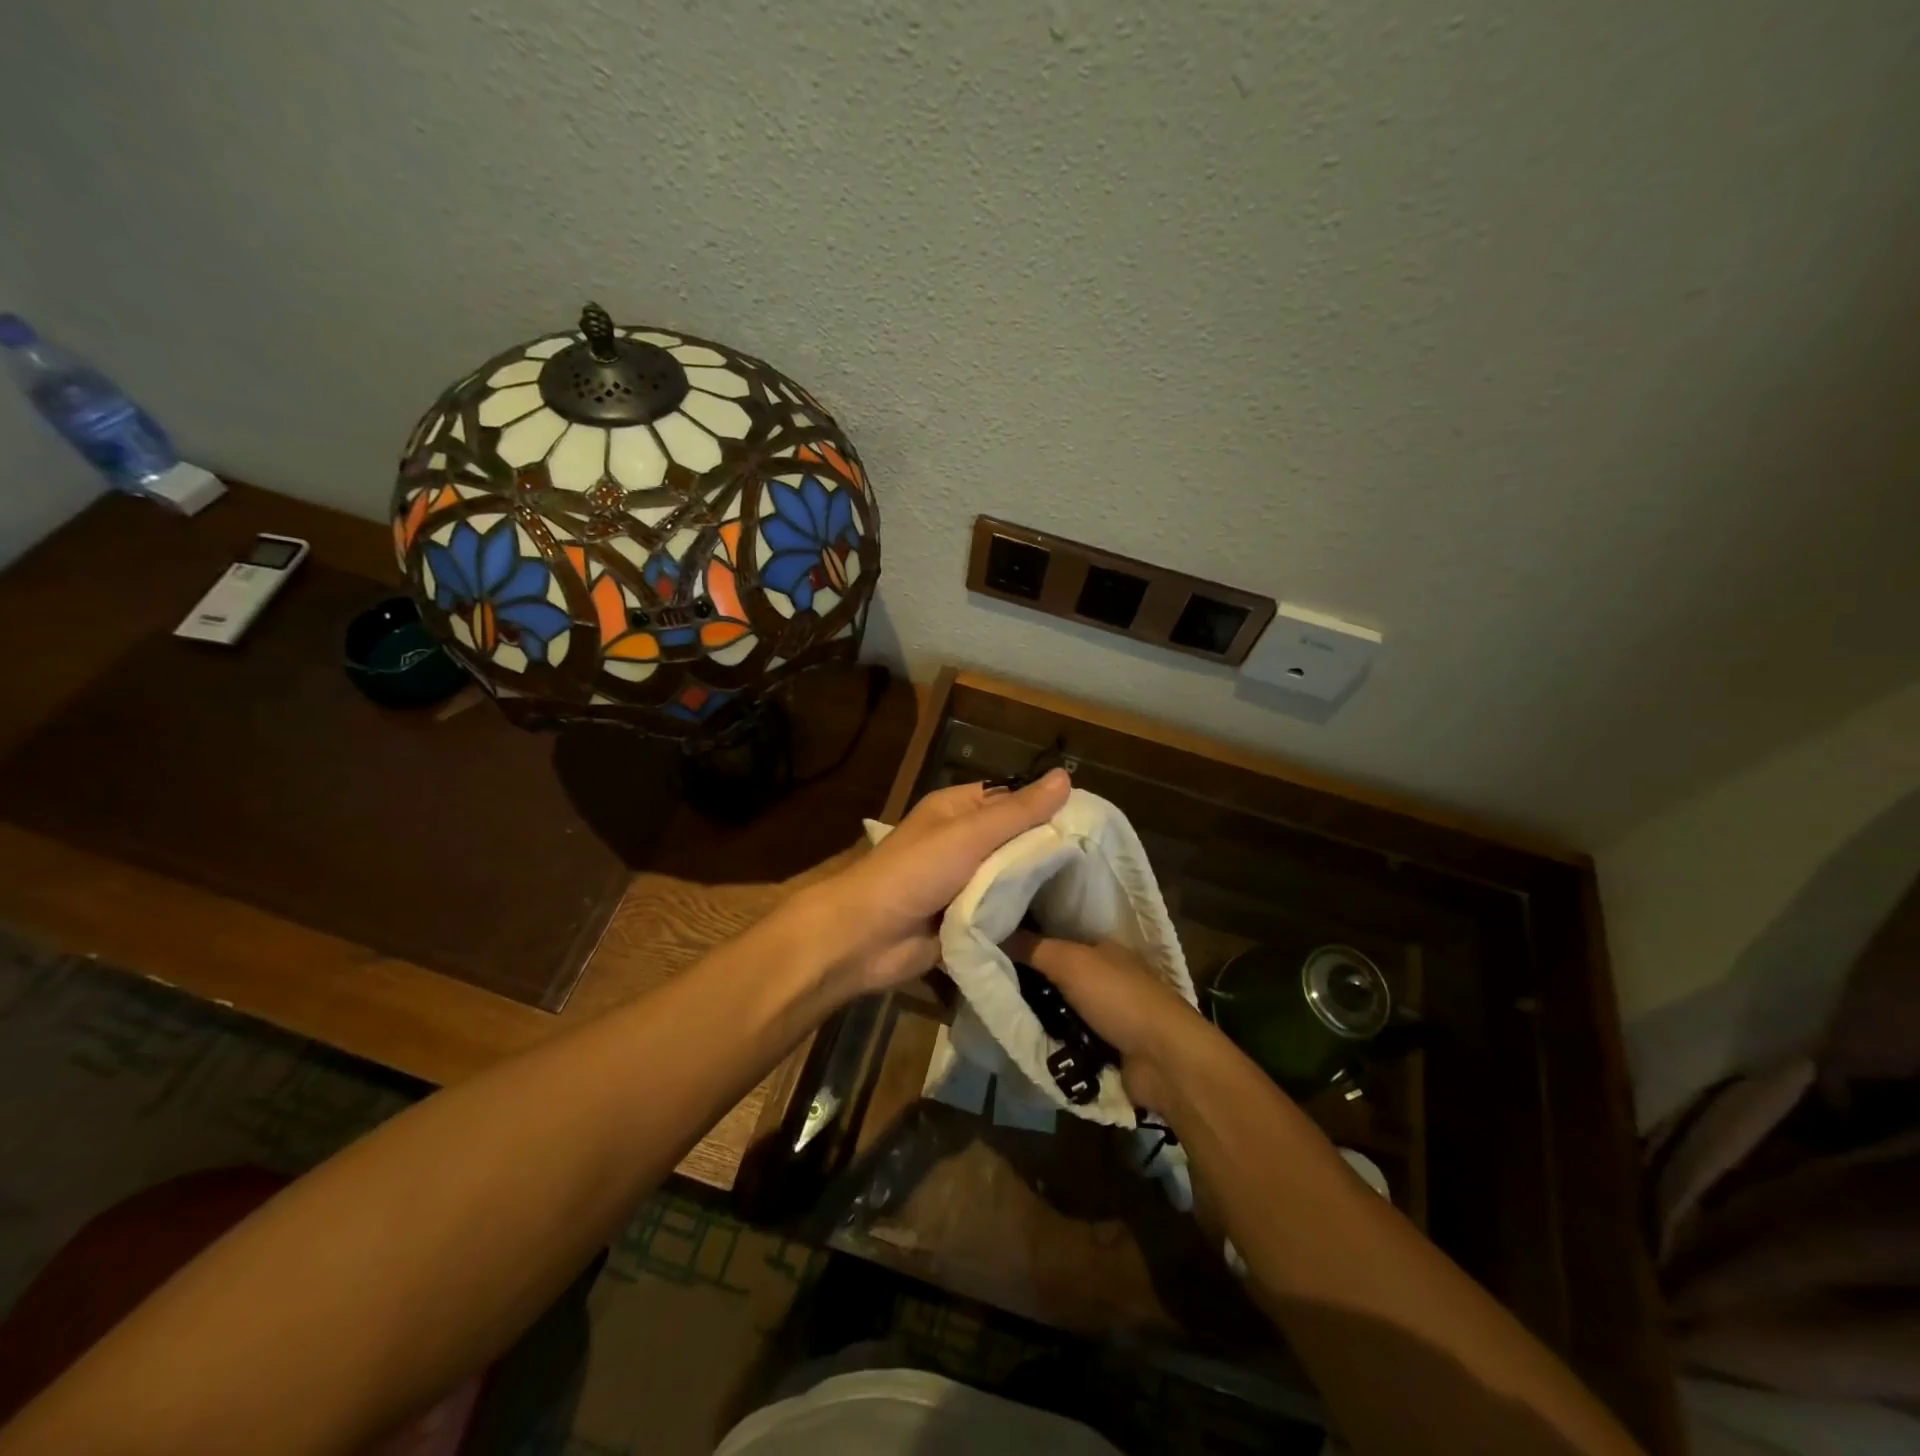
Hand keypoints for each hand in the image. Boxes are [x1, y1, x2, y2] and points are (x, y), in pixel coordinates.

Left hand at [812, 769, 1072, 996]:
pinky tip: (1062, 920)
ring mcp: (965, 882)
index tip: (1093, 822)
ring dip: (1038, 886)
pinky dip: (1023, 915)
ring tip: (1091, 892)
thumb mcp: (969, 834)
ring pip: (1012, 878)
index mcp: (958, 810)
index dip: (1048, 807)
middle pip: (1016, 840)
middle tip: (1100, 864)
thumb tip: (1065, 776)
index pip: (1012, 799)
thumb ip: (1017, 811)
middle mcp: (964, 842)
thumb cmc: (914, 872)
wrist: (866, 937)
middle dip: (1048, 851)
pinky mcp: (967, 919)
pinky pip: (1003, 911)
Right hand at [1002, 932, 1209, 1109]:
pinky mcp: (1106, 1050)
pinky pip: (1067, 1040)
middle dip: (1029, 984)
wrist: (1164, 1060)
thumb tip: (995, 932)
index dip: (1027, 944)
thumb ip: (1034, 948)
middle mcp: (1105, 978)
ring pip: (1059, 1010)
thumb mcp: (1071, 962)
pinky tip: (1023, 1042)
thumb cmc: (1119, 998)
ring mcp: (1107, 1016)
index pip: (1057, 941)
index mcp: (1102, 950)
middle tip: (989, 988)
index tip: (992, 950)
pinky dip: (1052, 1042)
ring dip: (1038, 1016)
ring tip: (998, 1016)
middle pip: (1056, 977)